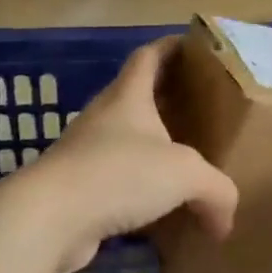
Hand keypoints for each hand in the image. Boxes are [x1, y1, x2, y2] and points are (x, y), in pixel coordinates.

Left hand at [9, 37, 236, 272]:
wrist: (46, 220)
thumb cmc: (118, 173)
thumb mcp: (185, 174)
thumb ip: (217, 191)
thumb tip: (225, 224)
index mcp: (128, 97)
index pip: (149, 57)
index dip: (170, 47)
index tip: (193, 47)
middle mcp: (104, 119)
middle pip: (137, 98)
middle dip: (167, 101)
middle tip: (200, 110)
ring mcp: (85, 155)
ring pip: (125, 143)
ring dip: (151, 150)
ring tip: (184, 163)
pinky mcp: (75, 192)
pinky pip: (115, 183)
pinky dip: (138, 192)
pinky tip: (160, 212)